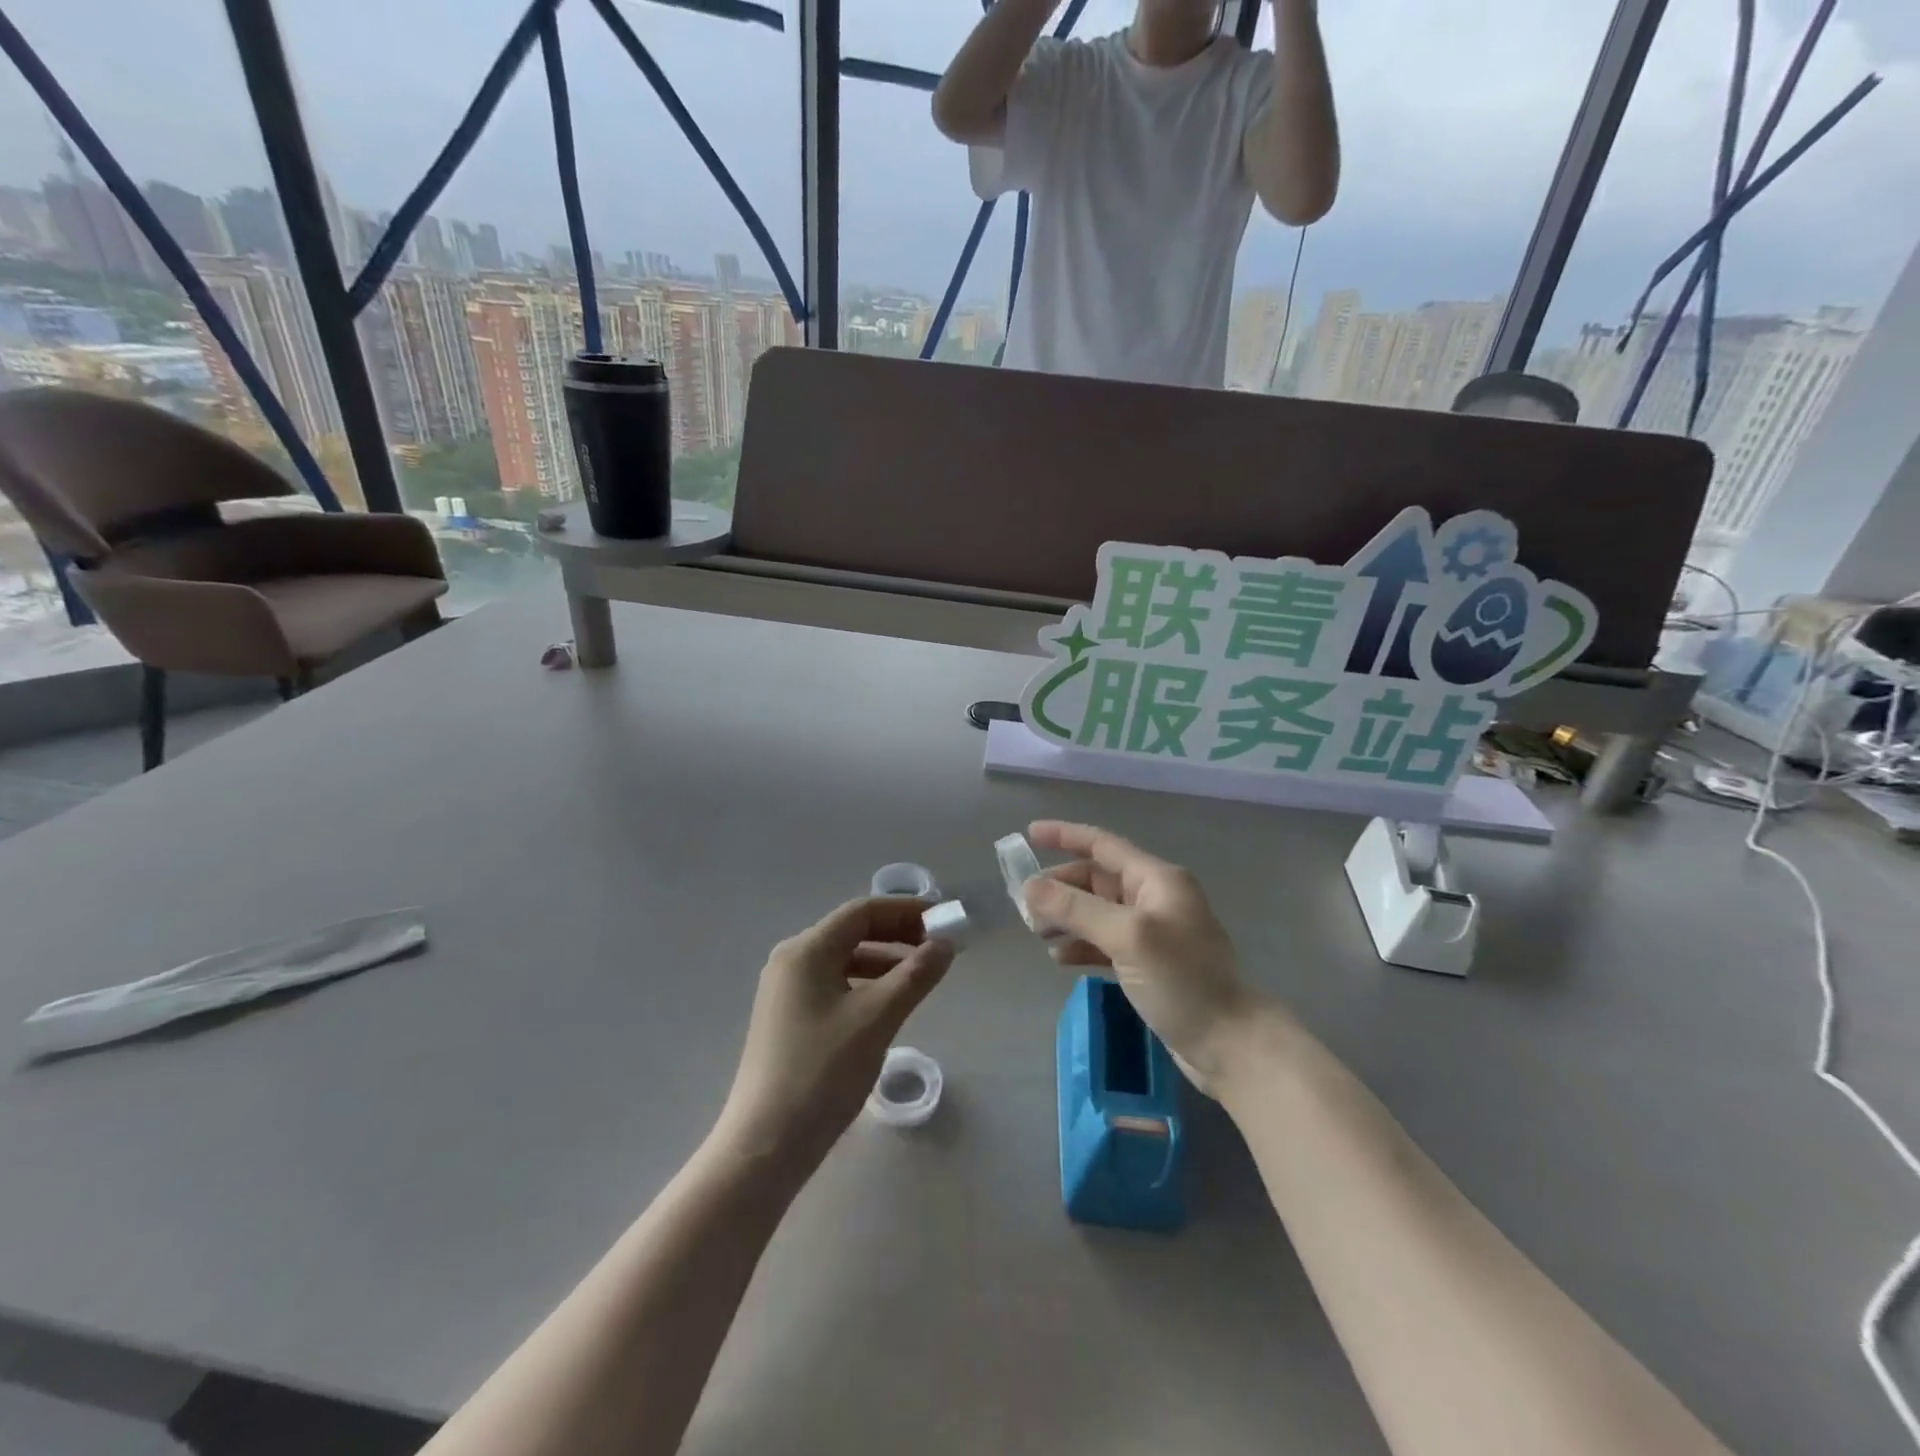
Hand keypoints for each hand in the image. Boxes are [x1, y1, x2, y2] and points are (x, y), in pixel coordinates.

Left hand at [715, 898, 953, 1181]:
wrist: (766, 1145)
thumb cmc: (822, 1073)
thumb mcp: (877, 1019)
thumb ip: (915, 975)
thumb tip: (945, 944)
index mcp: (806, 951)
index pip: (863, 912)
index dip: (906, 910)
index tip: (943, 920)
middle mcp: (792, 961)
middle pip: (852, 932)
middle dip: (898, 934)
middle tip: (938, 947)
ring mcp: (787, 991)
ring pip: (845, 960)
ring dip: (885, 961)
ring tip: (921, 976)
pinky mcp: (789, 1018)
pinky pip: (835, 984)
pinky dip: (866, 984)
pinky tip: (889, 1004)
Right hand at [1023, 821, 1269, 1093]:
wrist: (1230, 1043)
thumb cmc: (1182, 980)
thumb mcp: (1127, 937)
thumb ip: (1076, 908)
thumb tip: (1029, 886)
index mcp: (1156, 879)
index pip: (1103, 844)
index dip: (1065, 836)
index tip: (1029, 833)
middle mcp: (1154, 898)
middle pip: (1096, 880)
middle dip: (1060, 888)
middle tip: (1025, 907)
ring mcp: (1152, 932)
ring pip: (1097, 912)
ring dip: (1066, 917)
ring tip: (1037, 934)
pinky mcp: (1149, 964)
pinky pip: (1105, 942)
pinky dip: (1081, 945)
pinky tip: (1061, 959)